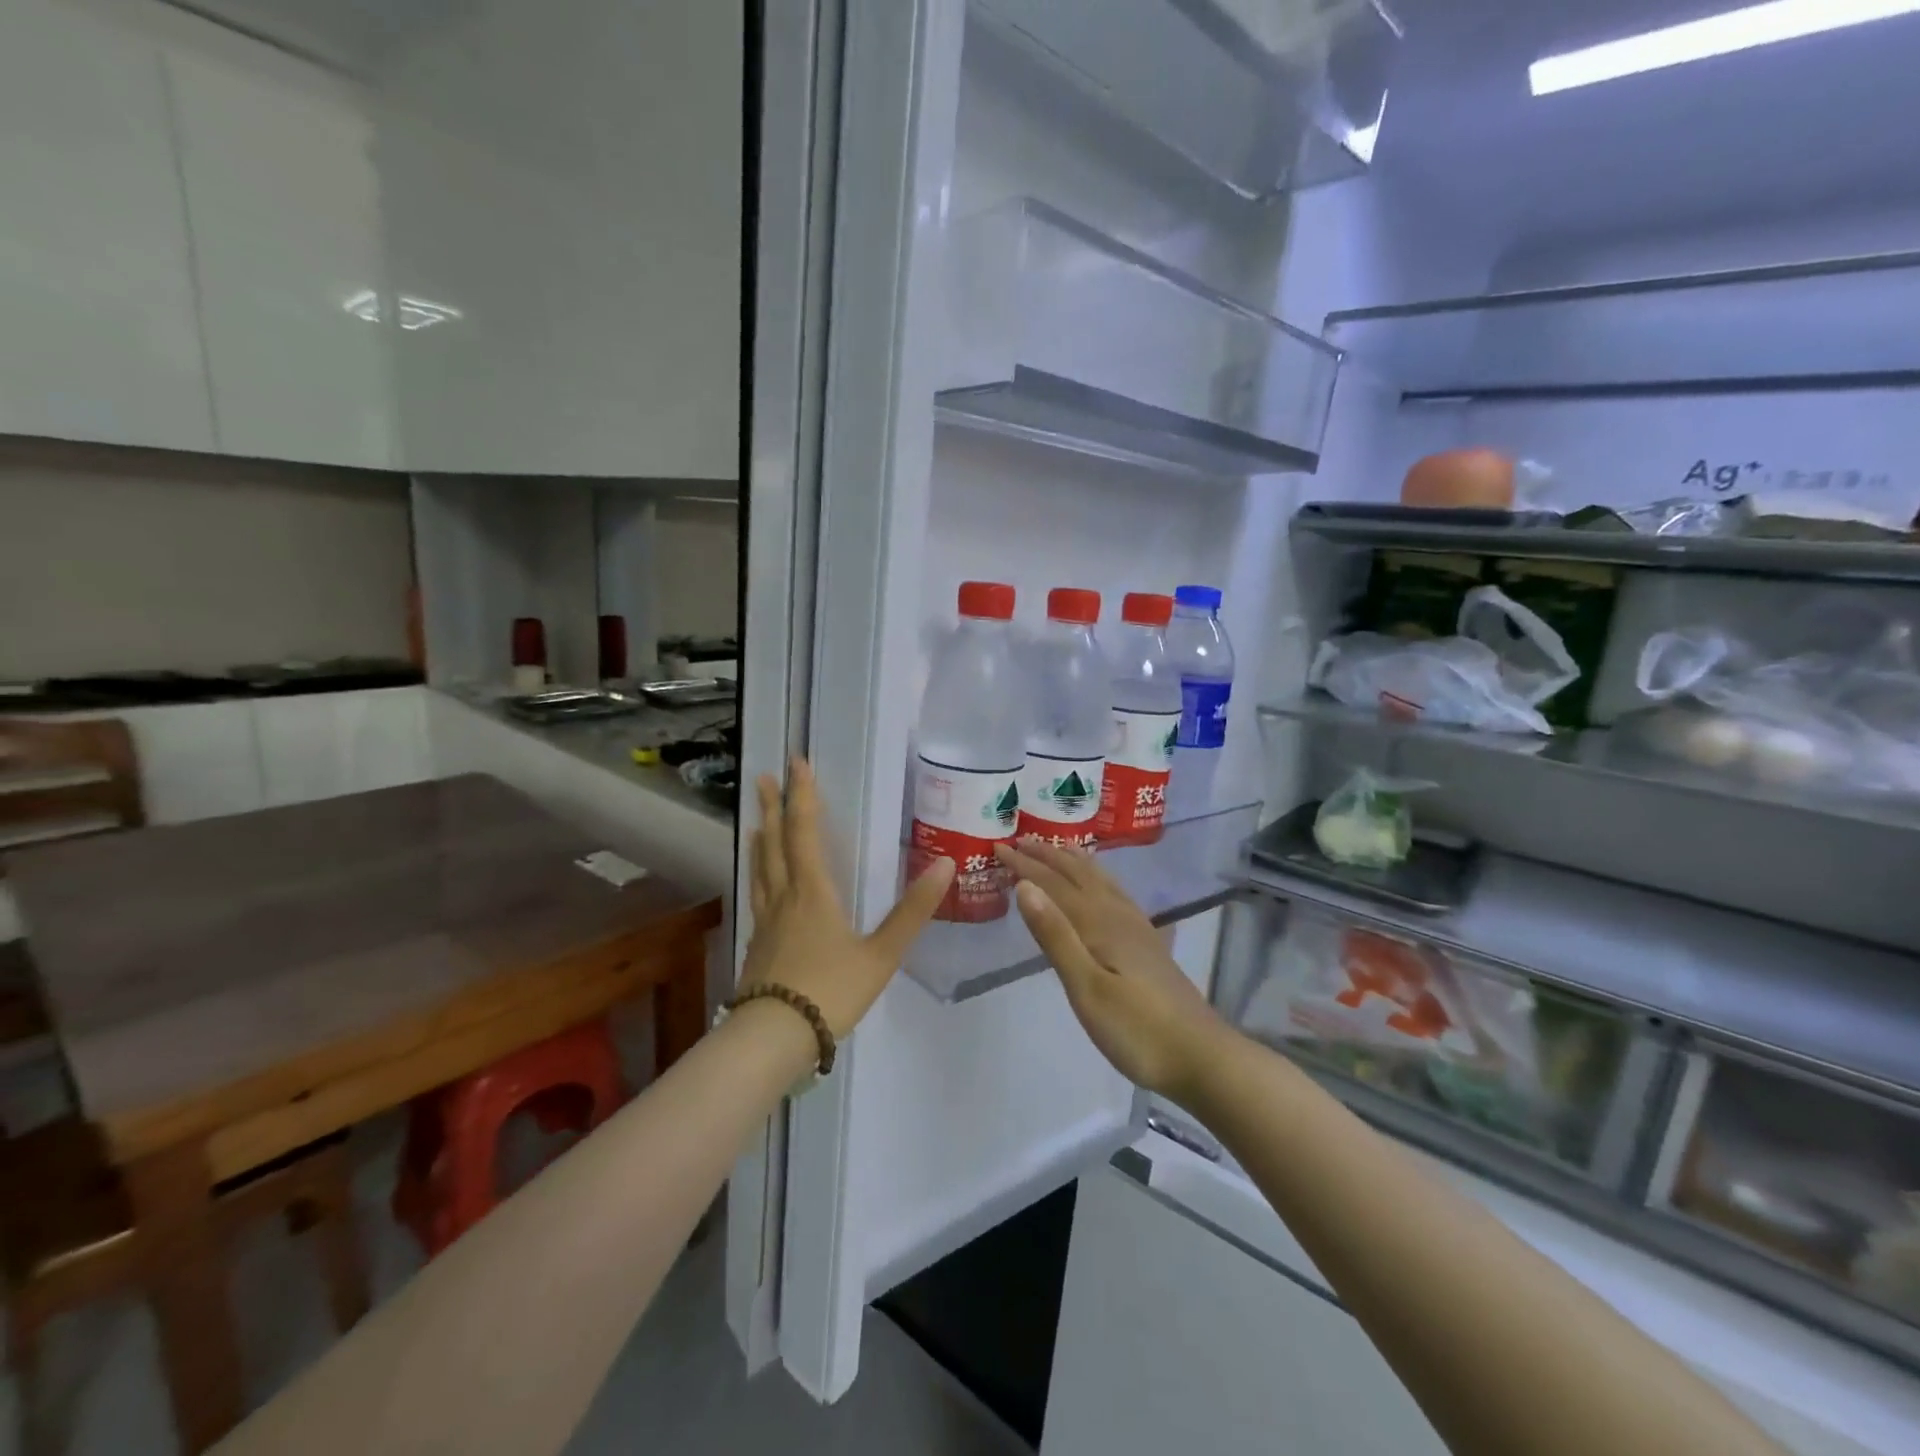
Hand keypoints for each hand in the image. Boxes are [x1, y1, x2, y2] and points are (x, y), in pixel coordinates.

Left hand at [744, 759, 954, 1037]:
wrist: (773, 1039)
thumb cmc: (830, 991)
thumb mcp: (881, 954)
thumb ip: (912, 911)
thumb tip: (944, 865)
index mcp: (812, 892)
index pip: (805, 832)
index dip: (802, 796)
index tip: (796, 764)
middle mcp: (784, 898)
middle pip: (774, 844)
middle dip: (772, 809)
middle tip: (763, 779)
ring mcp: (766, 922)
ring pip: (761, 870)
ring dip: (761, 840)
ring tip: (757, 823)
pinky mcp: (757, 946)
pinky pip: (758, 896)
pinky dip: (759, 875)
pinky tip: (762, 887)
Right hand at [995, 839, 1228, 1102]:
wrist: (1201, 1057)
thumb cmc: (1136, 1029)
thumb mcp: (1086, 987)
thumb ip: (1056, 936)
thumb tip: (1024, 886)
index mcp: (1099, 923)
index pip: (1054, 884)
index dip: (1025, 864)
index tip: (999, 846)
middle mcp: (1118, 915)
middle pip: (1079, 875)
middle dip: (1048, 856)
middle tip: (1021, 839)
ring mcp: (1137, 928)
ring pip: (1100, 881)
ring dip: (1075, 863)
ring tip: (1059, 848)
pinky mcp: (1148, 944)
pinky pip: (1116, 894)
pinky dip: (1100, 880)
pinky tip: (1103, 888)